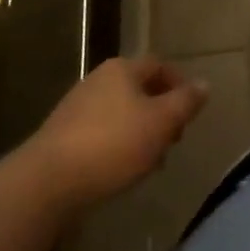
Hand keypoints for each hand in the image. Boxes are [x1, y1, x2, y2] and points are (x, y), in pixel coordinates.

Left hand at [25, 56, 208, 208]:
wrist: (44, 185)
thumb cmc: (111, 145)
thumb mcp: (160, 123)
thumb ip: (185, 103)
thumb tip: (205, 84)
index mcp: (123, 69)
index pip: (159, 65)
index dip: (178, 84)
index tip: (189, 113)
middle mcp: (98, 80)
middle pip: (139, 90)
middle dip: (159, 113)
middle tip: (172, 141)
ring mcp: (75, 109)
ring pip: (119, 114)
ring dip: (138, 134)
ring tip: (148, 164)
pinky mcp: (59, 139)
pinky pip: (98, 135)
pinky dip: (115, 148)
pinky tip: (118, 173)